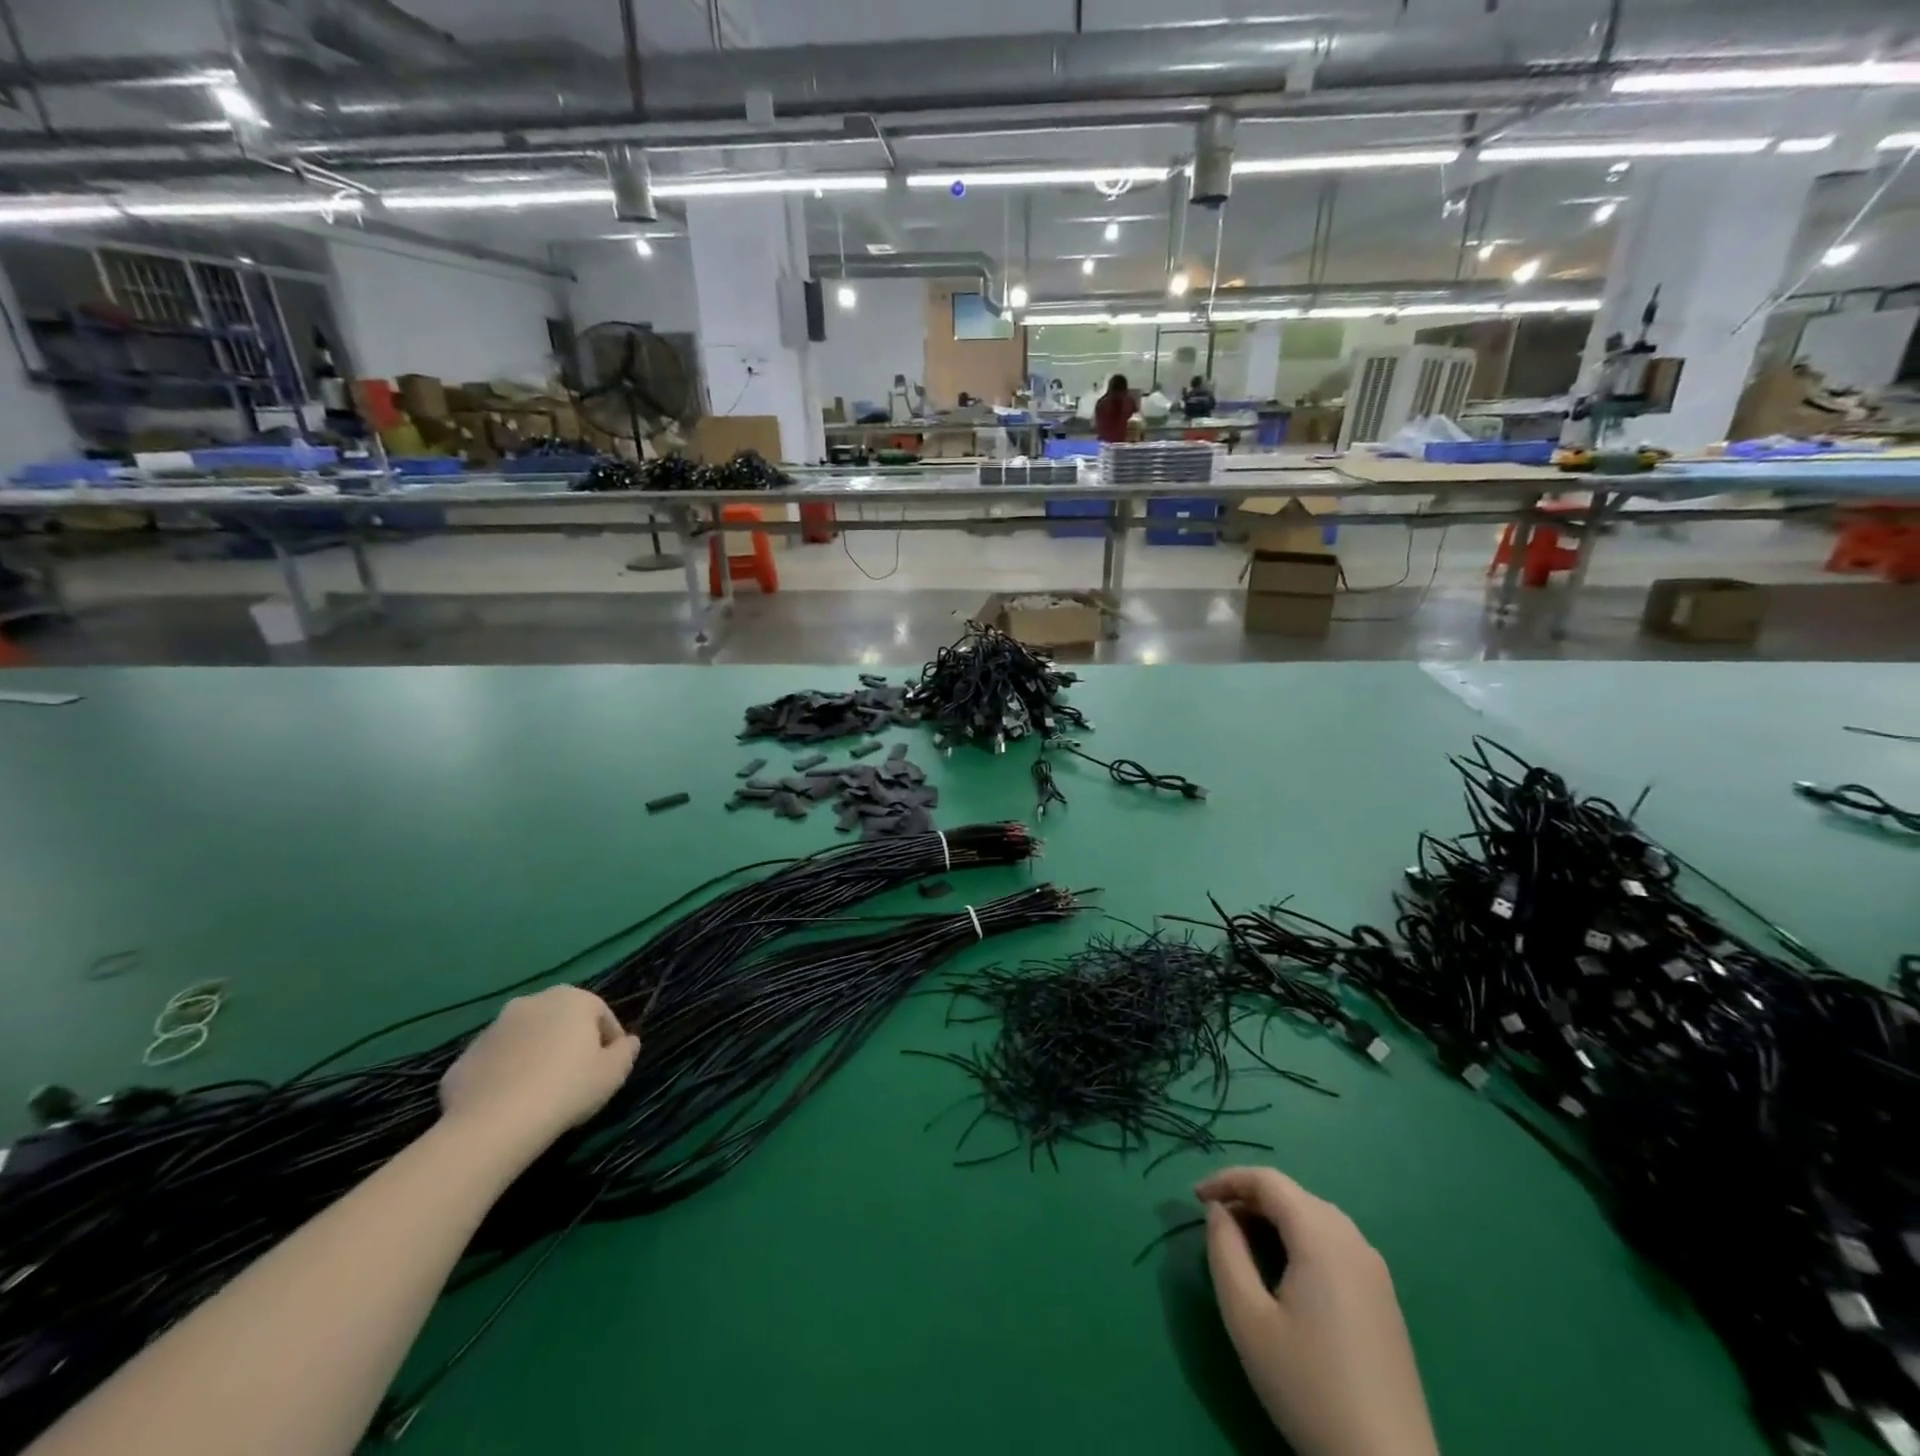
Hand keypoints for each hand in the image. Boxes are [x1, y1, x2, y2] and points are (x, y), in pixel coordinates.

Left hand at [439, 987, 639, 1159]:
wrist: (494, 1125)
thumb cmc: (567, 1089)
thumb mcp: (614, 1073)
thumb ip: (627, 1051)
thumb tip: (627, 1042)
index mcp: (572, 999)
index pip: (602, 1015)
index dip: (610, 1043)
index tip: (608, 1070)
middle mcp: (532, 1002)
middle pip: (561, 1022)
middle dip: (569, 1044)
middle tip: (575, 1078)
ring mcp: (493, 1028)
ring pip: (525, 1040)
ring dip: (535, 1057)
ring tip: (540, 1093)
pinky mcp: (463, 1058)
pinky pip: (495, 1063)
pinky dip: (504, 1076)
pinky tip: (509, 1104)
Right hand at [1197, 1167, 1437, 1455]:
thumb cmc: (1308, 1386)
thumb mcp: (1247, 1318)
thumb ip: (1225, 1252)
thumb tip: (1219, 1211)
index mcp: (1322, 1237)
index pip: (1268, 1180)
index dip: (1227, 1179)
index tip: (1194, 1197)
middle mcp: (1354, 1240)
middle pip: (1293, 1195)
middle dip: (1249, 1197)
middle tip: (1214, 1220)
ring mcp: (1375, 1270)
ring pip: (1315, 1217)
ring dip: (1274, 1216)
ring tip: (1241, 1239)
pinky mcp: (1384, 1298)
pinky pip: (1334, 1243)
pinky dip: (1299, 1237)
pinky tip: (1283, 1268)